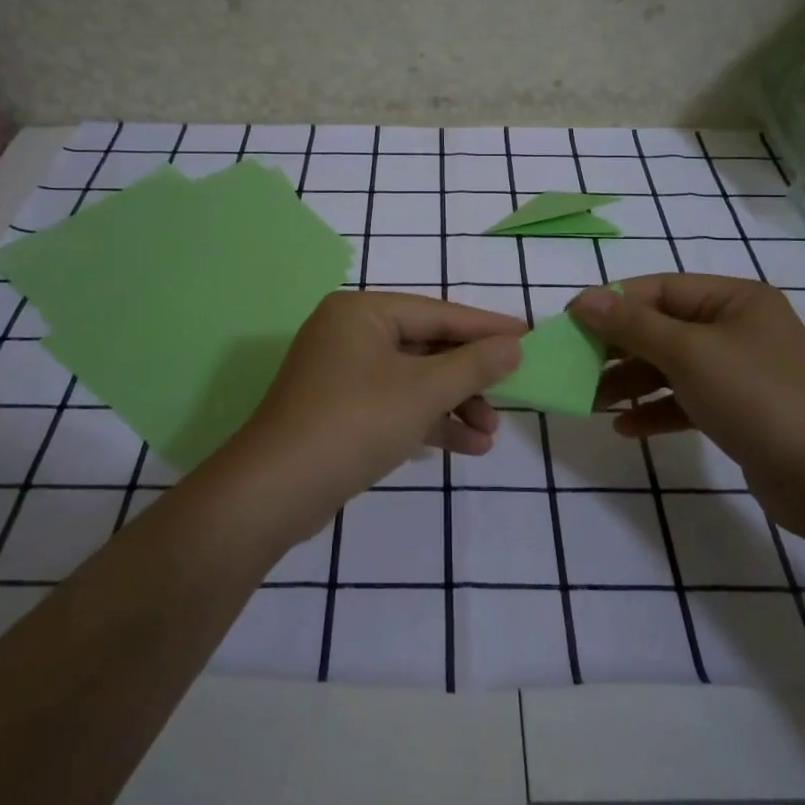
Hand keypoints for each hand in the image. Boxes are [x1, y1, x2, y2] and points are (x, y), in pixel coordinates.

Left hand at [219, 291, 524, 543]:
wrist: (276, 492)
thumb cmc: (355, 422)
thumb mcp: (423, 391)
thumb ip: (473, 365)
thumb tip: (513, 345)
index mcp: (362, 312)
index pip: (438, 313)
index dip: (486, 327)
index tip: (529, 336)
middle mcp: (349, 334)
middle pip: (426, 347)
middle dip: (469, 378)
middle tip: (511, 396)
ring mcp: (341, 374)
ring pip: (413, 380)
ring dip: (454, 405)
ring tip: (490, 434)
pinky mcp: (340, 411)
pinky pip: (395, 405)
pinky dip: (427, 422)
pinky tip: (466, 446)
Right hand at [569, 274, 804, 514]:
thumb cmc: (755, 397)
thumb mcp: (687, 353)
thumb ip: (631, 325)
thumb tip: (584, 300)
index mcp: (735, 300)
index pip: (660, 289)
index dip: (613, 302)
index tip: (571, 322)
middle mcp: (739, 328)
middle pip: (664, 328)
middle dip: (618, 349)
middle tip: (576, 365)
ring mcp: (741, 372)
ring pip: (672, 367)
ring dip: (631, 383)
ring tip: (591, 402)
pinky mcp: (740, 411)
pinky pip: (687, 400)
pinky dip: (657, 410)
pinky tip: (627, 428)